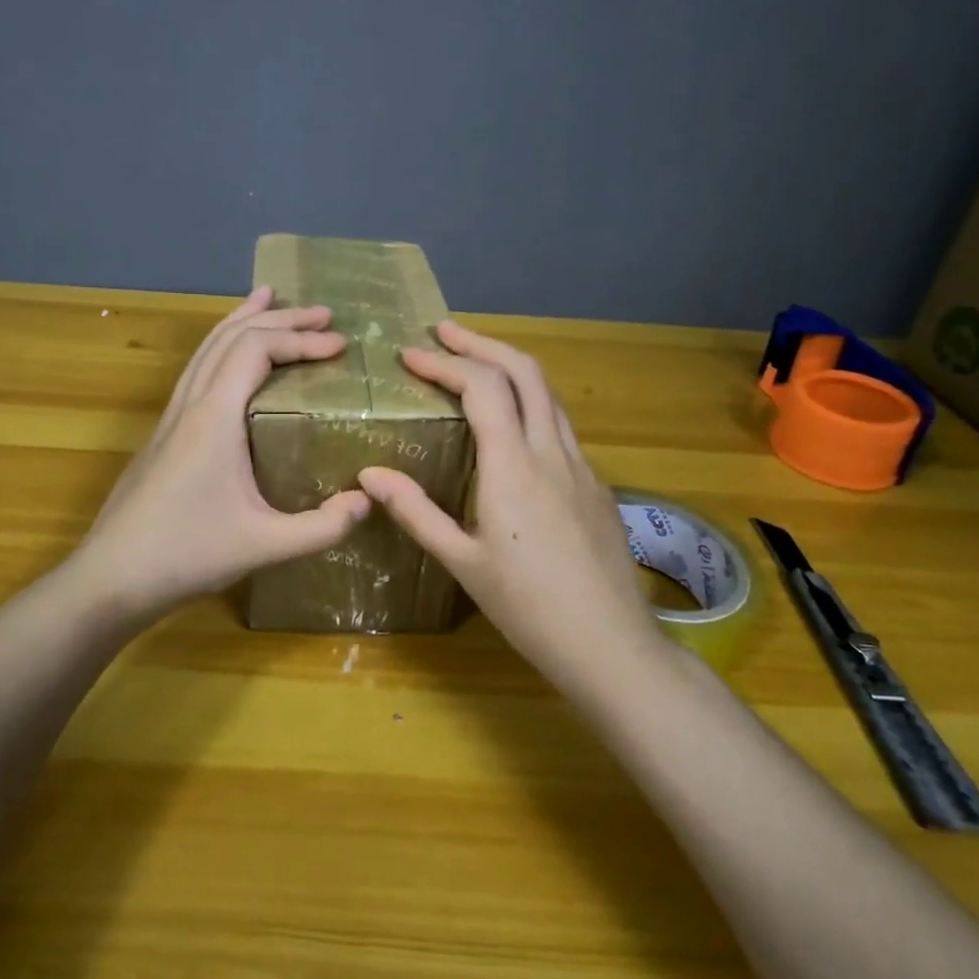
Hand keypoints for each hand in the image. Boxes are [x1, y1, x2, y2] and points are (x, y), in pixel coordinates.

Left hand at [67, 286, 371, 623]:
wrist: (111, 577)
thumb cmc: (187, 555)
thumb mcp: (265, 546)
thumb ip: (322, 527)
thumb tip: (368, 500)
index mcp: (214, 416)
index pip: (257, 349)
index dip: (301, 339)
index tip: (341, 345)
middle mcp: (190, 403)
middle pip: (232, 336)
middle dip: (280, 318)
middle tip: (323, 314)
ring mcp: (171, 415)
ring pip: (207, 347)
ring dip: (243, 320)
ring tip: (271, 299)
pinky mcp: (164, 432)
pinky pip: (196, 369)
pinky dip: (222, 346)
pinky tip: (232, 359)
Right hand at [357, 321, 657, 686]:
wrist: (610, 645)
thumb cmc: (527, 608)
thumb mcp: (462, 562)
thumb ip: (415, 512)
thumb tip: (368, 475)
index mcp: (514, 466)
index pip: (482, 387)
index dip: (444, 363)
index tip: (410, 355)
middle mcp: (552, 451)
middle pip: (524, 370)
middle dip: (481, 343)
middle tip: (444, 333)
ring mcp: (581, 465)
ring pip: (549, 393)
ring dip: (510, 368)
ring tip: (475, 365)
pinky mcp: (597, 484)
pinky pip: (560, 424)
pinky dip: (530, 402)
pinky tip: (512, 426)